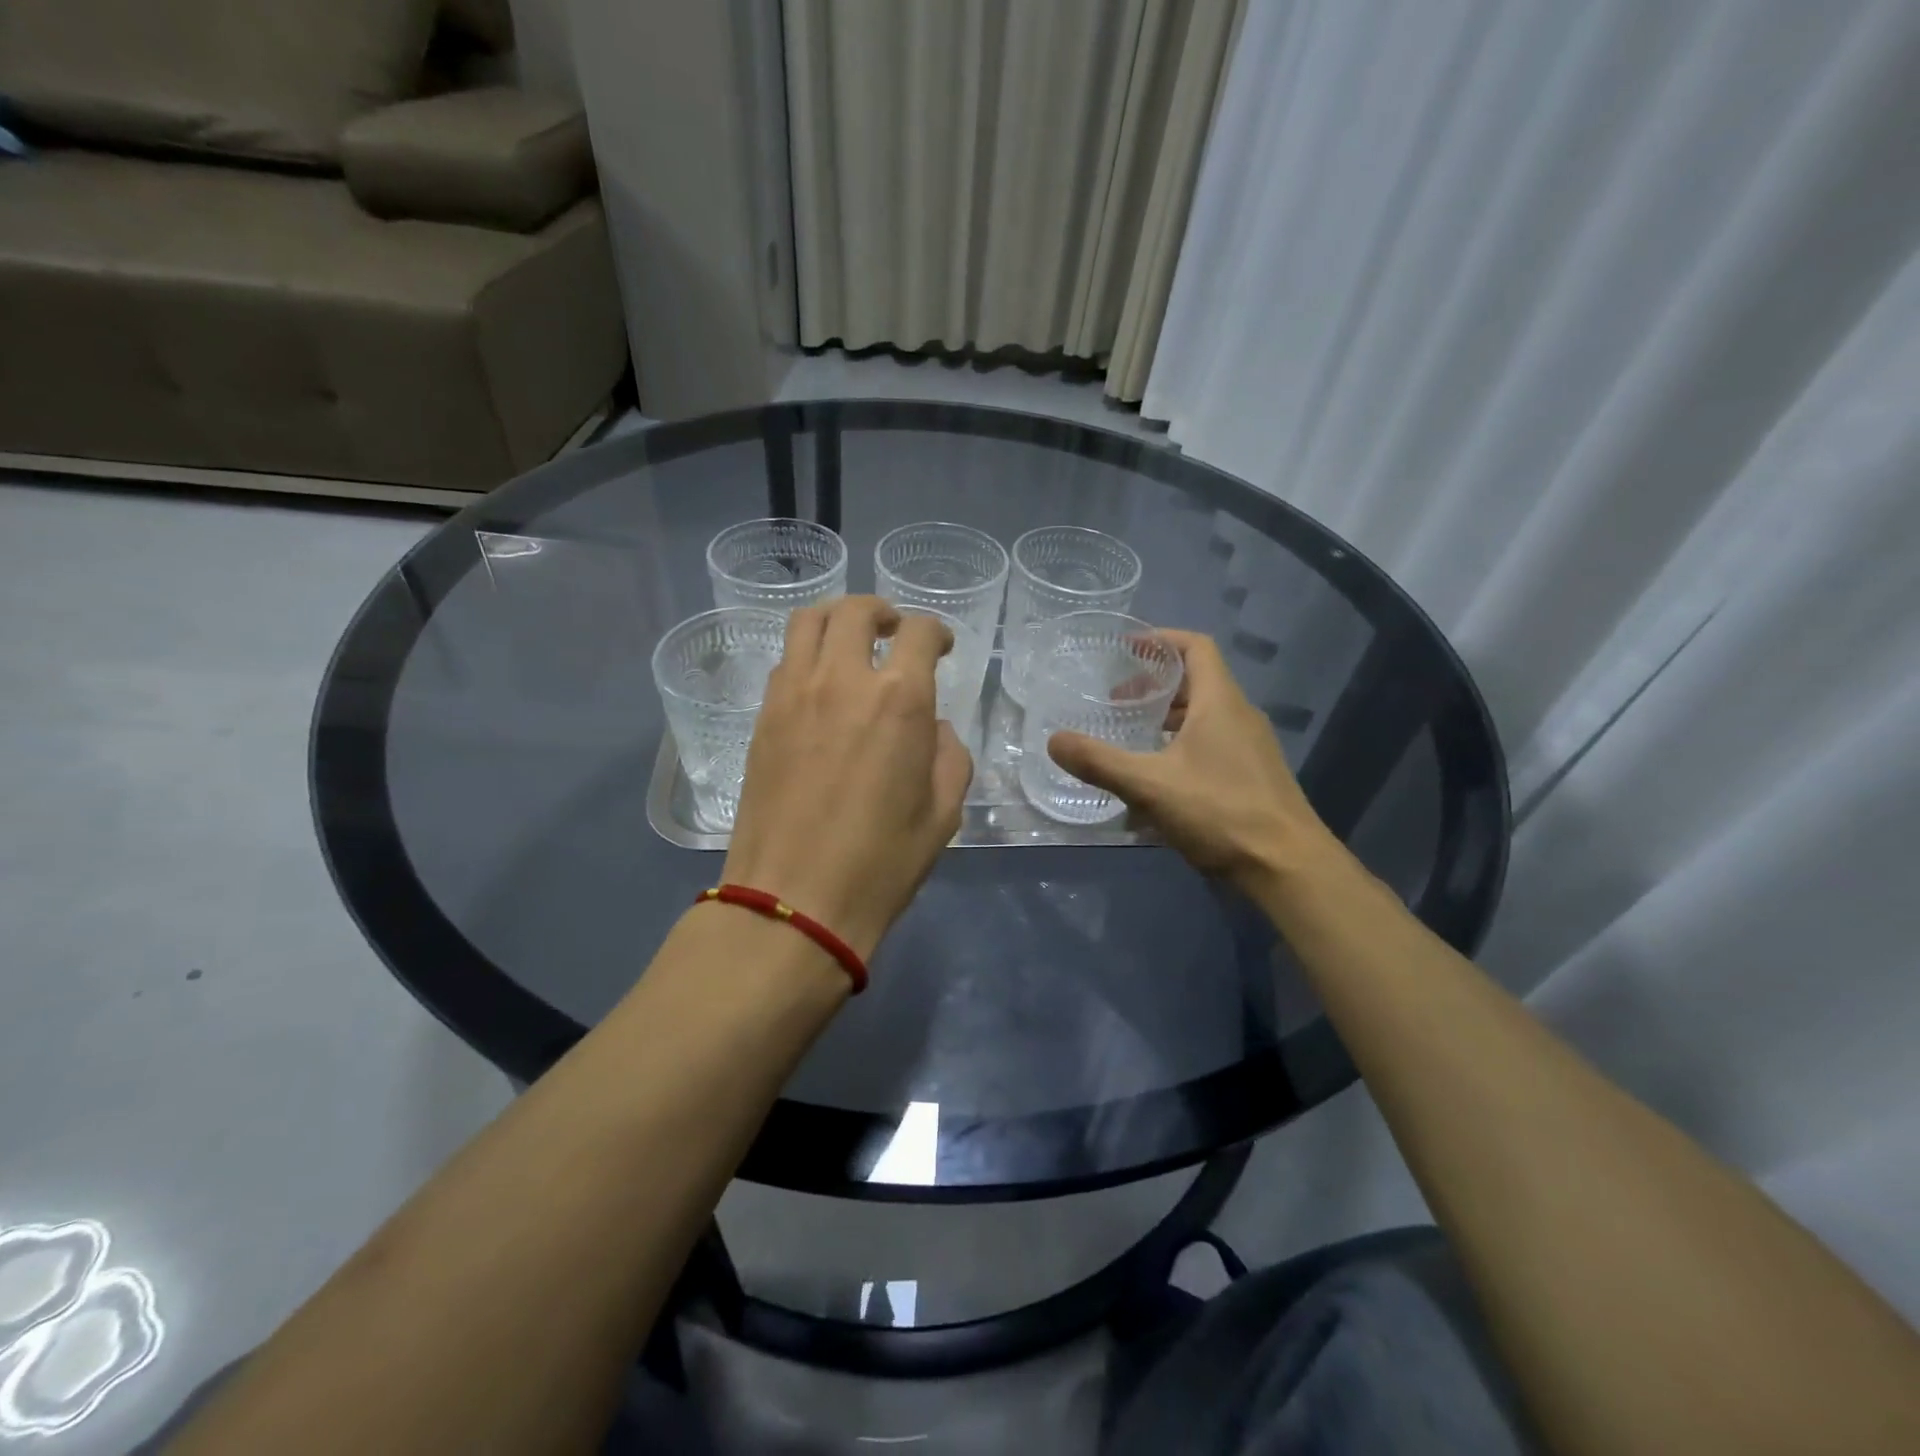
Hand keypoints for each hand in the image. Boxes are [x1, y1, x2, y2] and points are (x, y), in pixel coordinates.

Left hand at [722, 596, 972, 959]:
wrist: (794, 900)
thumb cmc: (881, 862)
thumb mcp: (944, 812)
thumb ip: (948, 754)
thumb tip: (933, 728)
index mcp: (898, 699)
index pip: (919, 633)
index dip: (936, 631)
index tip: (942, 647)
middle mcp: (842, 680)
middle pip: (855, 611)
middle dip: (882, 611)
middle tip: (894, 631)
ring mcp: (792, 695)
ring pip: (807, 623)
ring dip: (836, 620)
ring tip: (851, 643)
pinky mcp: (762, 718)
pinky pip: (784, 663)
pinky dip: (807, 656)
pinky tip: (820, 687)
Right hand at [1047, 630, 1341, 895]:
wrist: (1287, 866)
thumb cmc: (1220, 812)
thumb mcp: (1149, 786)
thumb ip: (1099, 762)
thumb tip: (1053, 741)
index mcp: (1220, 702)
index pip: (1195, 647)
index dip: (1161, 640)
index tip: (1126, 649)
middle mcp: (1240, 716)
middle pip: (1196, 683)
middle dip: (1154, 686)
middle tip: (1117, 700)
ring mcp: (1251, 748)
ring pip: (1204, 718)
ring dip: (1166, 721)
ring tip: (1131, 739)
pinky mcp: (1253, 777)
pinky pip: (1212, 746)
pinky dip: (1181, 749)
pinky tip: (1157, 782)